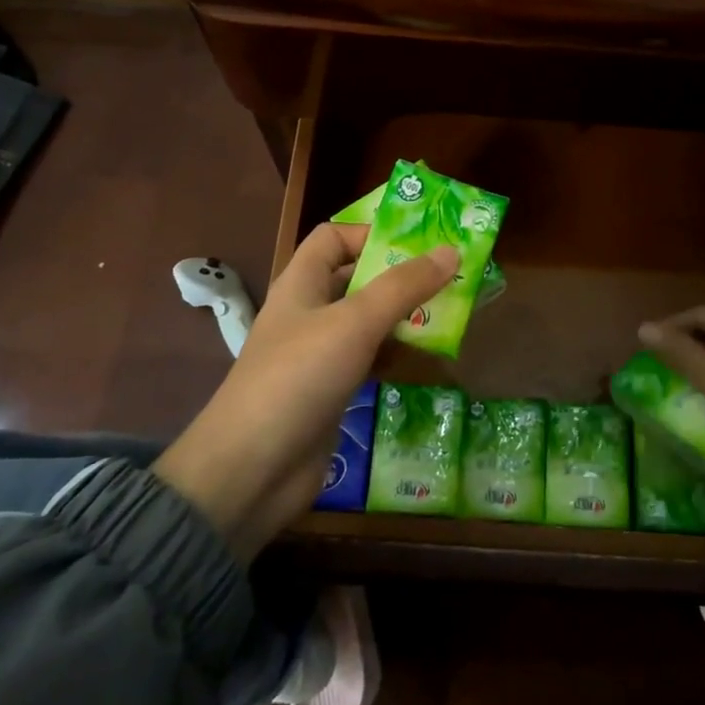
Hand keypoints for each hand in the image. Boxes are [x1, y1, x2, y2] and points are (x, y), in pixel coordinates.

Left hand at [155, 224, 456, 559]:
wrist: (252, 471)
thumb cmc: (299, 378)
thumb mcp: (354, 323)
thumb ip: (403, 287)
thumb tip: (449, 250)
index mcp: (302, 284)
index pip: (334, 237)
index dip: (372, 233)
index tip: (419, 244)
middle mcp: (309, 312)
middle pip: (357, 278)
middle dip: (401, 275)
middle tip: (451, 275)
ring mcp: (320, 354)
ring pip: (368, 321)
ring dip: (405, 315)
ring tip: (451, 311)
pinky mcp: (332, 391)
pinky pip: (370, 359)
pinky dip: (397, 353)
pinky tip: (429, 356)